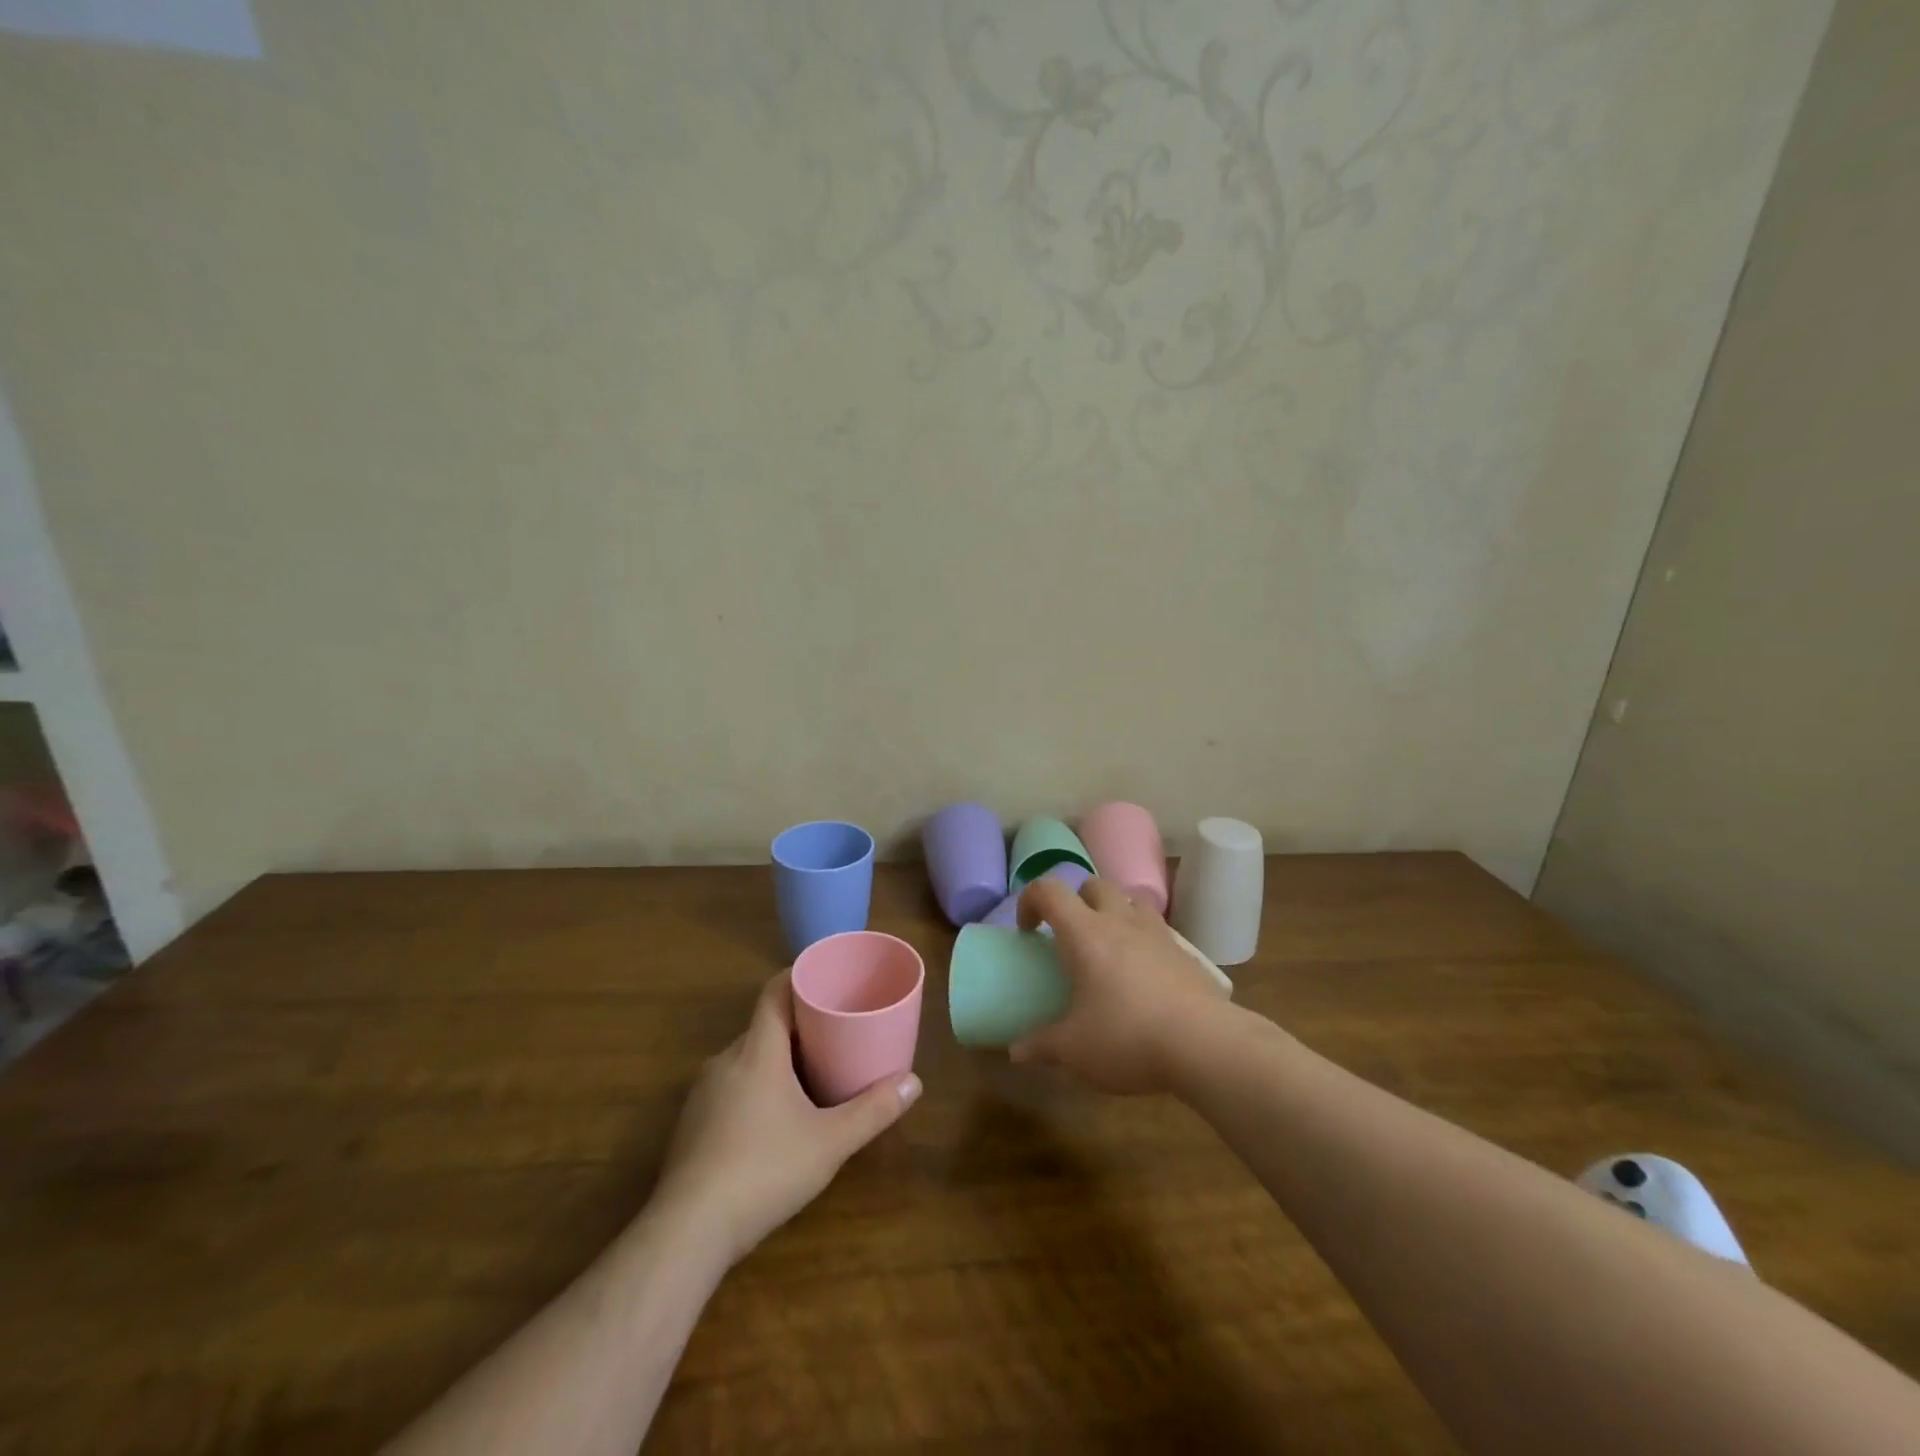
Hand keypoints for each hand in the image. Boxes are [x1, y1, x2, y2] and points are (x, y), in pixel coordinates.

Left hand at [652, 973, 920, 1266]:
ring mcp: (704, 1093)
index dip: (799, 977)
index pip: (774, 992)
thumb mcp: (830, 1142)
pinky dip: (756, 1085)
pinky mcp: (692, 1124)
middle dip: (799, 1024)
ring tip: (812, 1071)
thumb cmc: (764, 1171)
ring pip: (747, 1058)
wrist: (687, 1231)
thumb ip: (873, 1111)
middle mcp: (726, 1061)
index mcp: (757, 1051)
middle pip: (764, 1025)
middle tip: (835, 1031)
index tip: (827, 978)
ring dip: (777, 1057)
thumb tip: (915, 1083)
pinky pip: (731, 1085)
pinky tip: (775, 1117)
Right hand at [1013, 876, 1231, 1094]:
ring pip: (1131, 899)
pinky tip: (1143, 975)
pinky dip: (1143, 939)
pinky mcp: (1185, 952)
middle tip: (1070, 938)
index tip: (1028, 931)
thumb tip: (1016, 1051)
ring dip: (1113, 912)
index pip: (1049, 890)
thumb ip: (1040, 1046)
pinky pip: (1157, 929)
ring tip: (1109, 948)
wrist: (1205, 1044)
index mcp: (1085, 933)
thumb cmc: (1127, 1038)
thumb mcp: (1074, 1050)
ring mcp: (1157, 933)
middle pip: (1093, 884)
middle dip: (1075, 901)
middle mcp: (1120, 921)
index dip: (1030, 900)